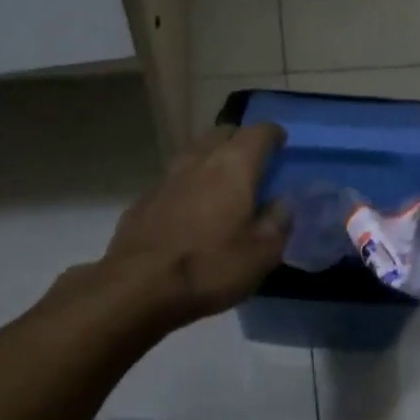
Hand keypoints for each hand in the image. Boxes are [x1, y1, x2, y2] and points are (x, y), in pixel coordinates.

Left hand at [97, 123, 288, 328]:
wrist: (138, 288)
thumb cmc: (209, 268)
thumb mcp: (261, 255)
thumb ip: (278, 222)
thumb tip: (282, 202)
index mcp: (234, 166)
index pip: (259, 132)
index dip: (274, 135)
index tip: (282, 146)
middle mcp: (200, 160)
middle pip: (224, 133)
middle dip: (241, 140)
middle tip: (253, 163)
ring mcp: (167, 177)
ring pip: (195, 152)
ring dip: (212, 158)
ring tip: (222, 183)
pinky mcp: (144, 198)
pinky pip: (174, 179)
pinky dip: (189, 183)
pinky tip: (191, 209)